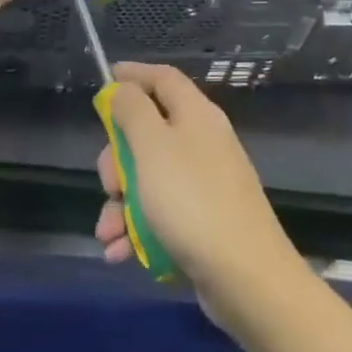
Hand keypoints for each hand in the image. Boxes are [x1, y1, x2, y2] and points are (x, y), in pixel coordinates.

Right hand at [94, 63, 304, 329]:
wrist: (245, 277)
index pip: (163, 79)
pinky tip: (121, 253)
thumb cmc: (191, 201)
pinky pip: (161, 214)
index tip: (106, 80)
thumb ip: (132, 111)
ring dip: (121, 204)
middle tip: (108, 184)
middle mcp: (203, 143)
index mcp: (195, 115)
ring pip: (149, 179)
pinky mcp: (204, 221)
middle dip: (117, 159)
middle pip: (149, 133)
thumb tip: (121, 88)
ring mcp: (205, 184)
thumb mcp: (152, 147)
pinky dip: (137, 229)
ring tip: (108, 233)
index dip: (134, 75)